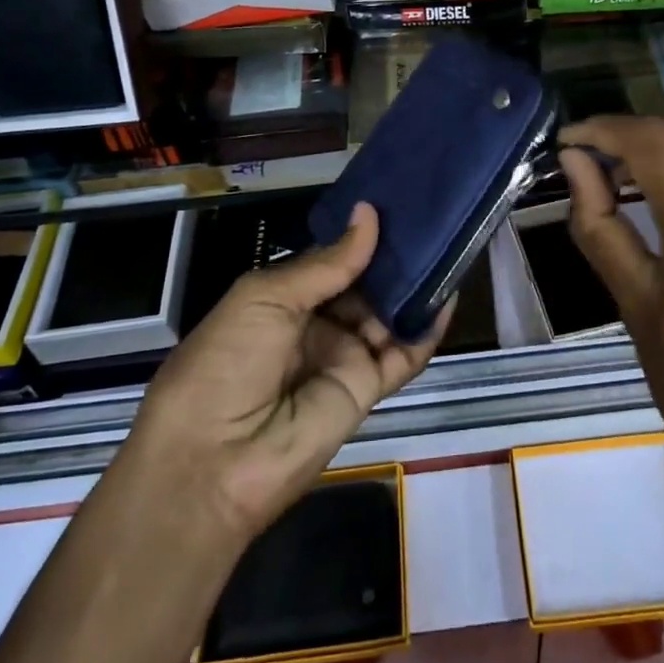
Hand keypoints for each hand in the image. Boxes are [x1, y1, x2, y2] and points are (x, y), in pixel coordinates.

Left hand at [125, 204, 449, 542]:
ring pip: (388, 315)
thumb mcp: (267, 298)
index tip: (396, 200)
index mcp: (283, 298)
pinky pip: (404, 355)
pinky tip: (449, 296)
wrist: (214, 462)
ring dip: (415, 287)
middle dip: (393, 256)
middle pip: (365, 285)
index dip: (360, 234)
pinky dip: (427, 329)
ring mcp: (343, 357)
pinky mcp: (367, 390)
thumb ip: (328, 262)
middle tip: (433, 216)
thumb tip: (370, 214)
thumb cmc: (226, 362)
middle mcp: (317, 324)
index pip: (333, 259)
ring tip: (449, 246)